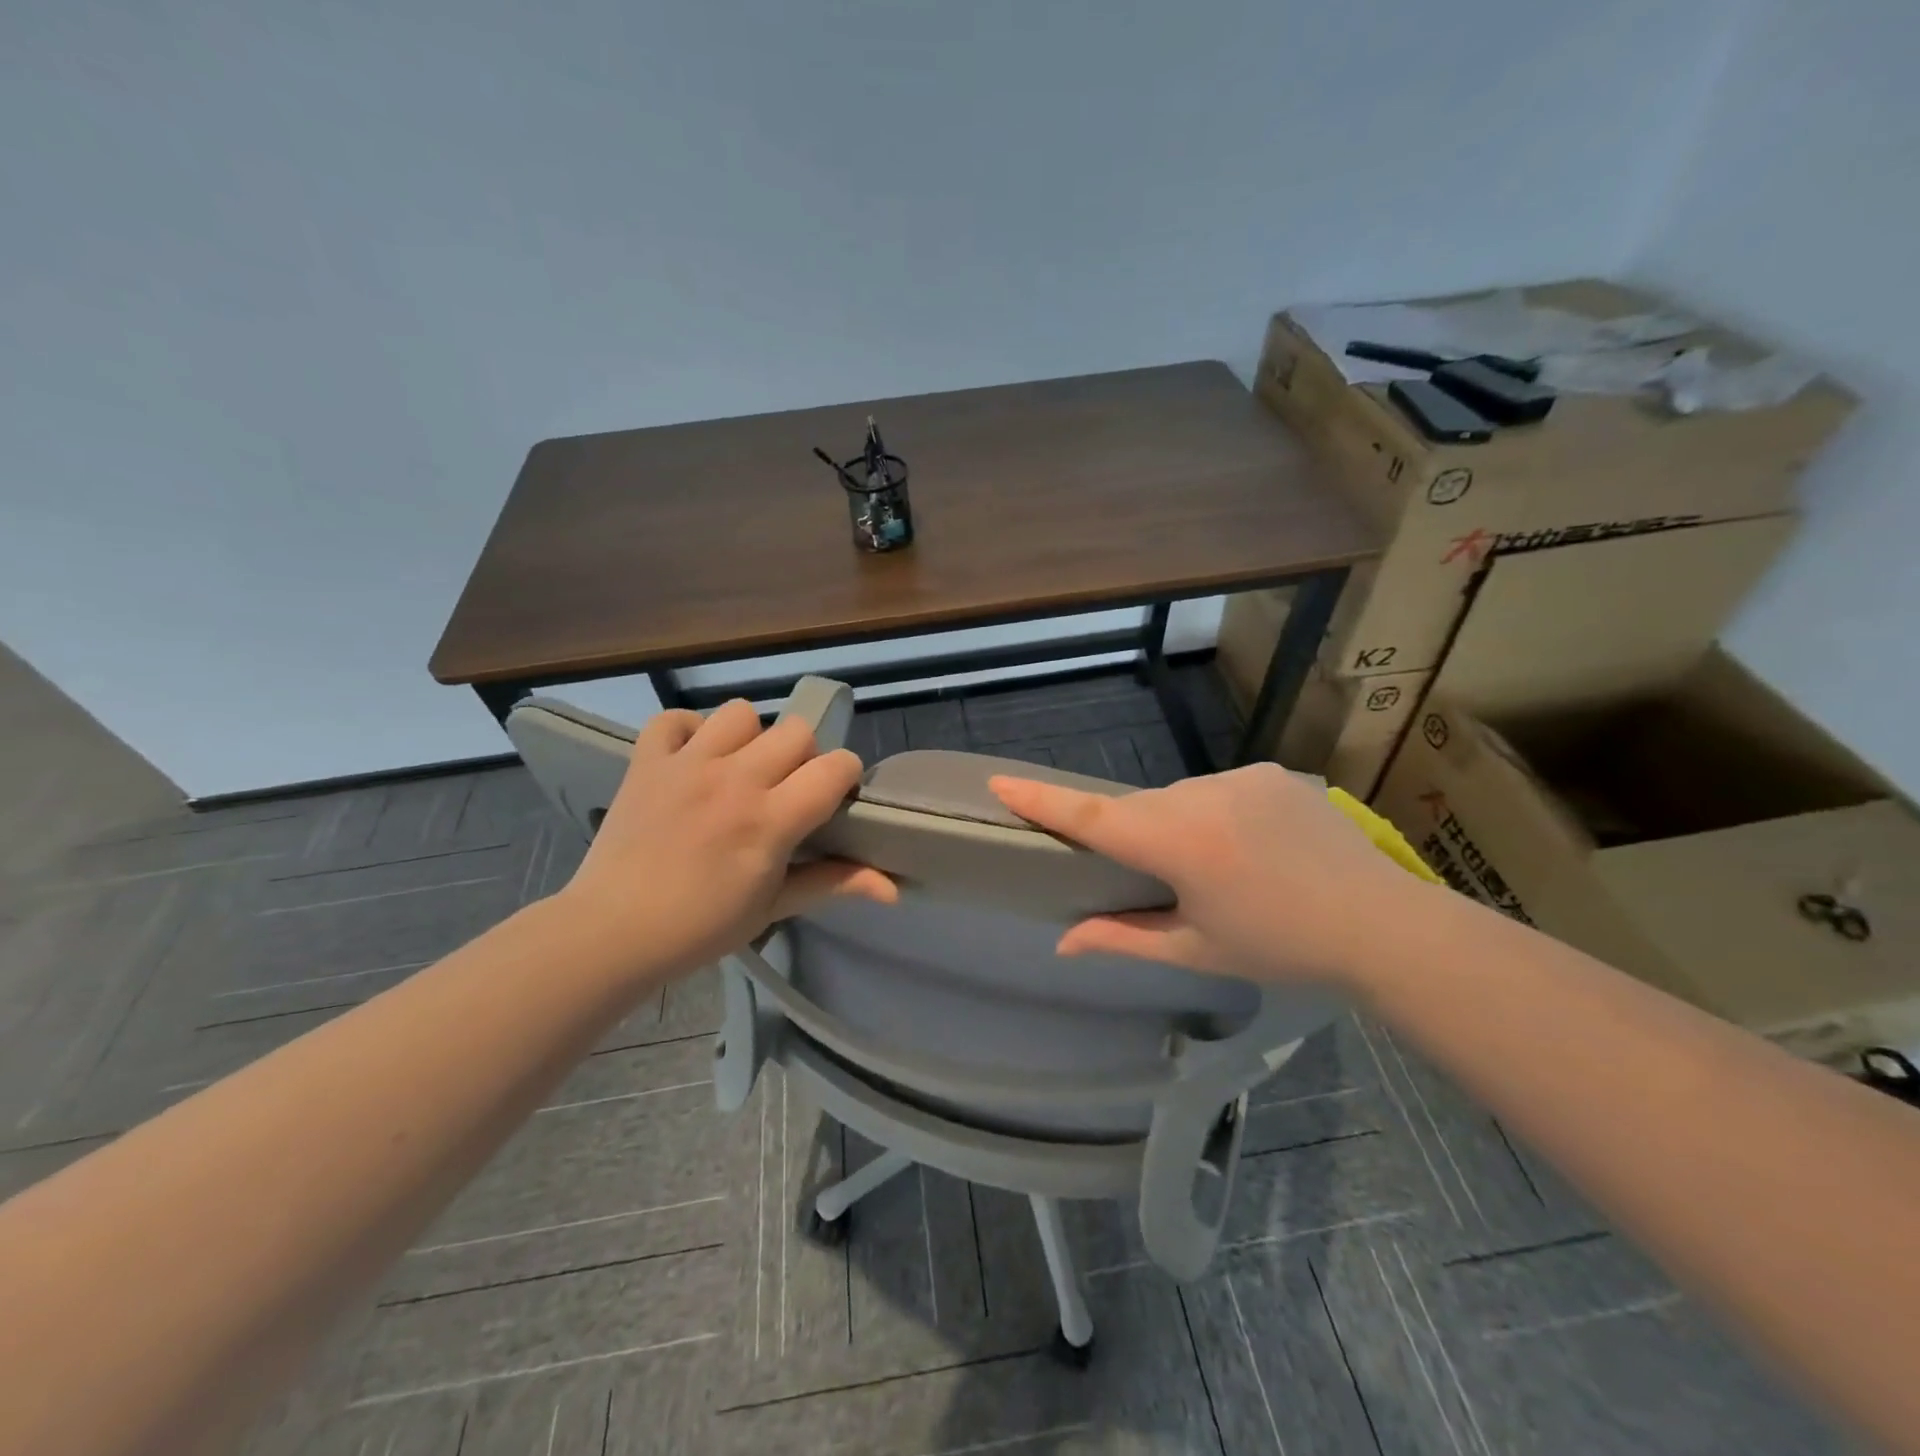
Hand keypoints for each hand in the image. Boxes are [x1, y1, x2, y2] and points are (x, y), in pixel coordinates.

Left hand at [560, 700, 894, 979]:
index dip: (846, 777)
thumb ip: (834, 883)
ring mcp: (687, 764)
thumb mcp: (774, 907)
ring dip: (750, 738)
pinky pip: (674, 719)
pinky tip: (692, 760)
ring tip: (738, 771)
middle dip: (803, 757)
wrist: (610, 933)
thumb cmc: (700, 927)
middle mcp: (734, 779)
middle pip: (796, 731)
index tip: (834, 799)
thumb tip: (894, 889)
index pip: (835, 767)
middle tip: (786, 791)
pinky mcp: (647, 761)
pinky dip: (688, 732)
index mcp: (771, 819)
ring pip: (741, 713)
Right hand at [989, 763, 1435, 984]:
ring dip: (1179, 827)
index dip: (1042, 801)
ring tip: (1221, 869)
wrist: (1384, 925)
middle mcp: (1202, 797)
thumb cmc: (1282, 948)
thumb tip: (1063, 942)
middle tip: (1162, 878)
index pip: (1093, 818)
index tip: (999, 781)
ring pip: (1178, 798)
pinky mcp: (1268, 772)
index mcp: (1180, 845)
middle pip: (1138, 808)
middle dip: (1135, 837)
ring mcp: (1239, 778)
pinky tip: (1251, 850)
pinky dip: (1215, 815)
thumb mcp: (1197, 950)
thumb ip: (1123, 938)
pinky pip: (1217, 790)